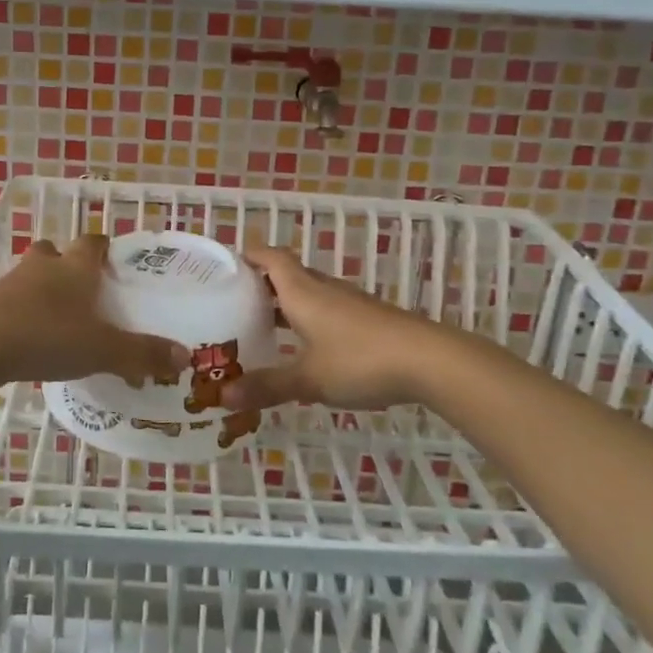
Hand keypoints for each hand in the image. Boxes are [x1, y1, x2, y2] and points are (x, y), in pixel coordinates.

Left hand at [0, 235, 188, 388]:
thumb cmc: (47, 337)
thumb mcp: (102, 350)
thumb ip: (142, 354)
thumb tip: (184, 358)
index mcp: (76, 267)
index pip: (94, 242)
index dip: (105, 248)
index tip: (114, 262)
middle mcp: (44, 266)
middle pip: (56, 251)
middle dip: (69, 265)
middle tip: (84, 291)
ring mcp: (11, 282)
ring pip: (31, 274)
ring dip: (43, 288)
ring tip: (57, 317)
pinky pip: (10, 300)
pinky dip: (21, 311)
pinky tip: (28, 337)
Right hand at [222, 243, 444, 411]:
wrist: (430, 361)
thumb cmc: (360, 361)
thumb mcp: (308, 379)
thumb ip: (267, 386)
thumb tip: (223, 396)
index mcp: (302, 292)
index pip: (271, 258)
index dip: (249, 256)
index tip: (227, 268)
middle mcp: (324, 289)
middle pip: (288, 274)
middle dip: (262, 285)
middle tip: (236, 305)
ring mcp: (350, 304)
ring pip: (310, 294)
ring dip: (287, 305)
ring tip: (264, 327)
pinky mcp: (369, 321)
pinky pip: (328, 311)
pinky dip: (309, 321)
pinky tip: (306, 349)